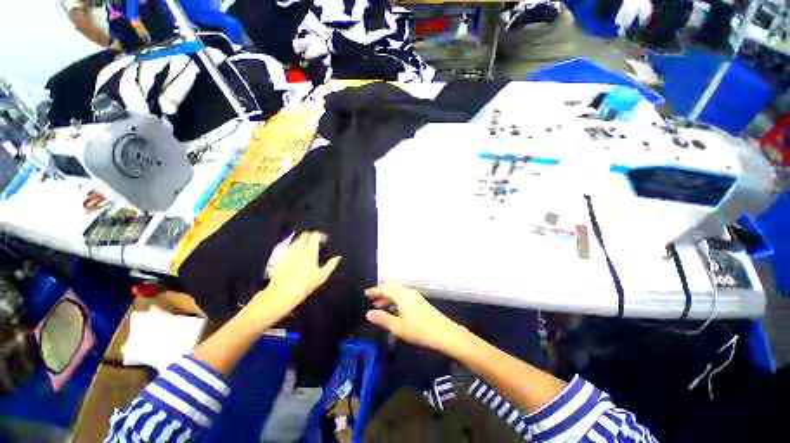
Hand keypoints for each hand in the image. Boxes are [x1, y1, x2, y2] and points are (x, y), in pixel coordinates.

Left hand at [257, 232, 340, 313]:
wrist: (283, 293)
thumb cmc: (306, 284)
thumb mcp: (322, 276)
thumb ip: (331, 265)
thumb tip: (338, 257)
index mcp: (310, 251)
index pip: (315, 235)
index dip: (321, 236)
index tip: (325, 241)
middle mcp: (298, 248)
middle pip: (304, 235)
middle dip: (311, 236)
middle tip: (316, 243)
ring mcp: (288, 252)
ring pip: (295, 241)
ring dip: (302, 241)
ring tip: (306, 249)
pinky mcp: (279, 258)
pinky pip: (288, 248)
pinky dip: (293, 248)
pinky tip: (295, 255)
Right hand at [365, 283, 463, 352]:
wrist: (443, 332)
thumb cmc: (418, 330)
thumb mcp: (398, 327)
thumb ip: (382, 319)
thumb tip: (368, 313)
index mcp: (401, 295)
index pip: (385, 289)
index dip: (375, 291)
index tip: (365, 293)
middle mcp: (407, 292)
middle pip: (391, 288)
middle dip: (381, 293)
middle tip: (371, 300)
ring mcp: (414, 296)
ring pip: (398, 292)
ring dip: (388, 297)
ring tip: (379, 306)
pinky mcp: (419, 301)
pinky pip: (403, 296)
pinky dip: (395, 300)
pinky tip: (393, 310)